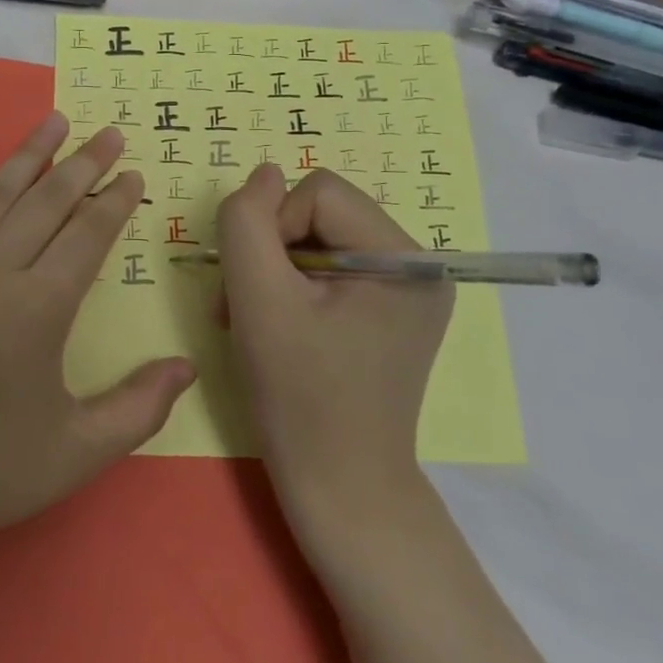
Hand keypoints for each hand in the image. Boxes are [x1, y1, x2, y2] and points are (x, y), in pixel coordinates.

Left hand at [0, 114, 195, 567]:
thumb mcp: (76, 454)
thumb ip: (139, 407)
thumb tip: (189, 365)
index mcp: (37, 310)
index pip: (87, 235)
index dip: (114, 200)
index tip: (131, 173)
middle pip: (45, 203)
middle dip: (82, 164)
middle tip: (107, 132)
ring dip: (25, 157)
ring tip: (53, 123)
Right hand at [216, 165, 454, 548]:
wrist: (340, 488)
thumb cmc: (299, 396)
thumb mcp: (258, 299)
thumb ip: (248, 222)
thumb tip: (263, 173)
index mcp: (406, 260)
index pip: (318, 193)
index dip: (271, 229)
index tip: (254, 288)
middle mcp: (420, 267)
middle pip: (320, 214)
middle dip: (271, 253)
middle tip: (243, 307)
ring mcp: (408, 293)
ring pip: (318, 240)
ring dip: (274, 272)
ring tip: (252, 320)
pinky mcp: (390, 314)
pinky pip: (330, 269)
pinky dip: (292, 289)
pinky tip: (277, 327)